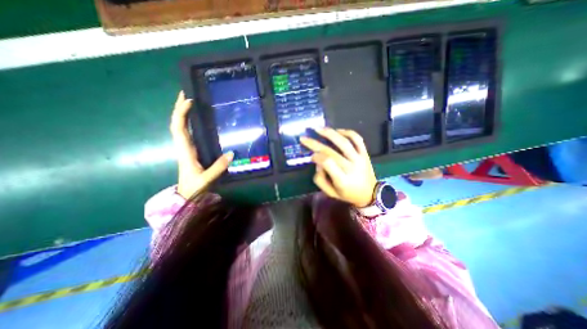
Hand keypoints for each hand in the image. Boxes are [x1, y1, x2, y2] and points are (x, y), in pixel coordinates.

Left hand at [169, 90, 233, 197]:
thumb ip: (219, 166)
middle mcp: (183, 146)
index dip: (182, 114)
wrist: (186, 195)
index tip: (189, 101)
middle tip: (185, 94)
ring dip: (182, 114)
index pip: (179, 128)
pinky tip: (193, 119)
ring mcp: (186, 148)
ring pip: (180, 127)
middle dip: (179, 108)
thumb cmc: (194, 187)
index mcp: (185, 151)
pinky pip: (186, 133)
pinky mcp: (190, 151)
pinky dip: (187, 123)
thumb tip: (232, 153)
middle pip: (177, 124)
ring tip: (188, 102)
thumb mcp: (207, 178)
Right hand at [300, 128, 378, 205]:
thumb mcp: (330, 193)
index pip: (327, 163)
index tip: (311, 156)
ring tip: (318, 129)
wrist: (370, 194)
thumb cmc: (347, 194)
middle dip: (315, 144)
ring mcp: (360, 159)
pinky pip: (357, 139)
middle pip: (331, 151)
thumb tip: (317, 162)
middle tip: (304, 138)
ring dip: (330, 133)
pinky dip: (347, 132)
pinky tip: (337, 131)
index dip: (316, 157)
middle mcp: (351, 167)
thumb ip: (320, 179)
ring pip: (344, 142)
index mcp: (342, 180)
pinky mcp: (365, 154)